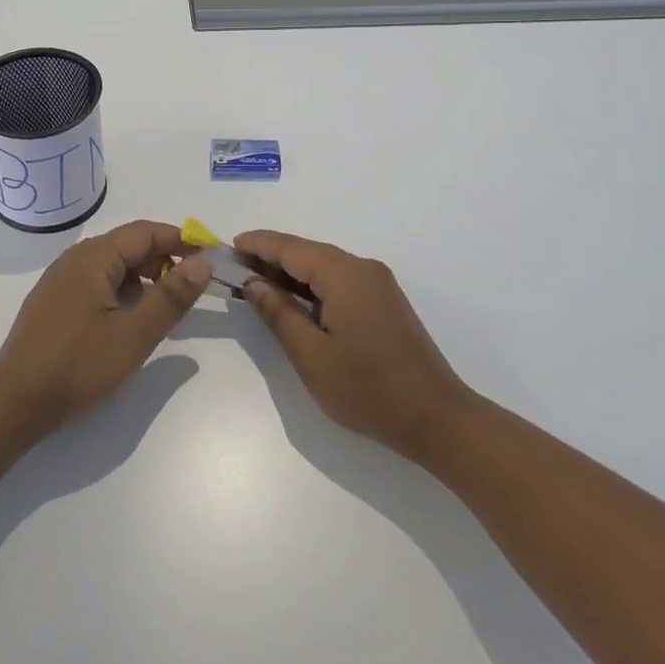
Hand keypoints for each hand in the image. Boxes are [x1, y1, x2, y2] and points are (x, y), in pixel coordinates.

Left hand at [0, 221, 211, 436]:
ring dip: (142, 277)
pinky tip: (128, 319)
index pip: (145, 232)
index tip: (208, 255)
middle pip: (127, 244)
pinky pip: (95, 281)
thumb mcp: (134, 334)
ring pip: (111, 264)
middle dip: (162, 259)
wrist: (15, 403)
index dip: (180, 240)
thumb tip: (202, 263)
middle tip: (189, 287)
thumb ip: (171, 297)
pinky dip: (120, 290)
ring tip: (162, 306)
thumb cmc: (78, 366)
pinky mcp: (53, 301)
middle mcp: (74, 259)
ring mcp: (59, 280)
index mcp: (93, 258)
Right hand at [235, 230, 475, 460]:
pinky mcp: (384, 302)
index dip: (258, 245)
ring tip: (256, 283)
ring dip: (291, 272)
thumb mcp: (312, 356)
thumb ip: (279, 314)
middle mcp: (363, 269)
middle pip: (308, 252)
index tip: (227, 247)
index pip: (292, 248)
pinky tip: (293, 300)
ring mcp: (377, 285)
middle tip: (235, 268)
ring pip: (324, 266)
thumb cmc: (368, 390)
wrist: (436, 418)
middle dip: (271, 257)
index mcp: (345, 275)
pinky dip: (311, 285)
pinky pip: (339, 281)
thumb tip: (254, 283)